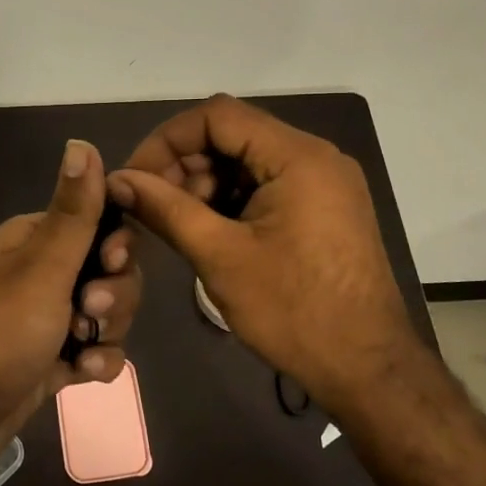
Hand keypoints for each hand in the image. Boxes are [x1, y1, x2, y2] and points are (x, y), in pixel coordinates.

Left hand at [0, 139, 140, 484]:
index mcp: (35, 239)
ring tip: (81, 349)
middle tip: (90, 311)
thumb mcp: (41, 268)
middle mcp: (42, 272)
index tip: (113, 262)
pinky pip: (95, 350)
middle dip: (114, 294)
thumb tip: (81, 141)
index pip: (100, 222)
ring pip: (108, 313)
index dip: (118, 243)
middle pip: (111, 270)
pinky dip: (95, 361)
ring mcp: (47, 318)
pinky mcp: (51, 358)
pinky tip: (80, 376)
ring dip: (107, 331)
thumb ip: (73, 211)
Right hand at [108, 95, 416, 412]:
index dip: (167, 140)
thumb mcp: (220, 256)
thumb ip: (165, 209)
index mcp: (298, 157)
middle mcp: (316, 157)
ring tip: (179, 227)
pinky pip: (267, 186)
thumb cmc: (293, 311)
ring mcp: (324, 183)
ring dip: (205, 186)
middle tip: (151, 207)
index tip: (136, 178)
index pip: (217, 116)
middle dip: (185, 165)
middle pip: (233, 135)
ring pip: (247, 162)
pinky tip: (210, 234)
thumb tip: (118, 180)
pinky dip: (232, 202)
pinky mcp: (325, 208)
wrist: (368, 369)